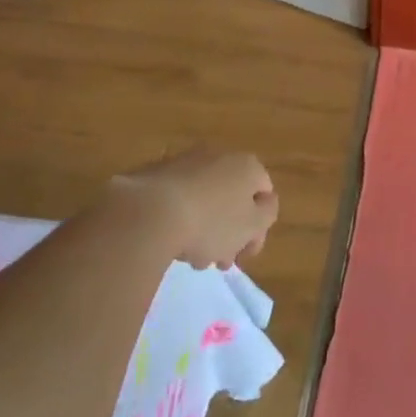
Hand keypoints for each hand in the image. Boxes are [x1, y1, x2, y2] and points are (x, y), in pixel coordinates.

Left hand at [107, 148, 278, 269]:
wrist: (148, 213)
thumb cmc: (210, 222)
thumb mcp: (252, 225)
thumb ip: (267, 214)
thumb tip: (265, 203)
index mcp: (248, 166)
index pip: (265, 195)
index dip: (259, 228)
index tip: (243, 256)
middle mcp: (220, 156)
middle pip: (234, 197)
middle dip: (230, 232)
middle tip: (219, 261)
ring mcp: (186, 162)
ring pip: (206, 200)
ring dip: (205, 228)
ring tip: (191, 258)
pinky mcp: (156, 174)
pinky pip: (179, 199)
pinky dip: (180, 218)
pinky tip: (170, 243)